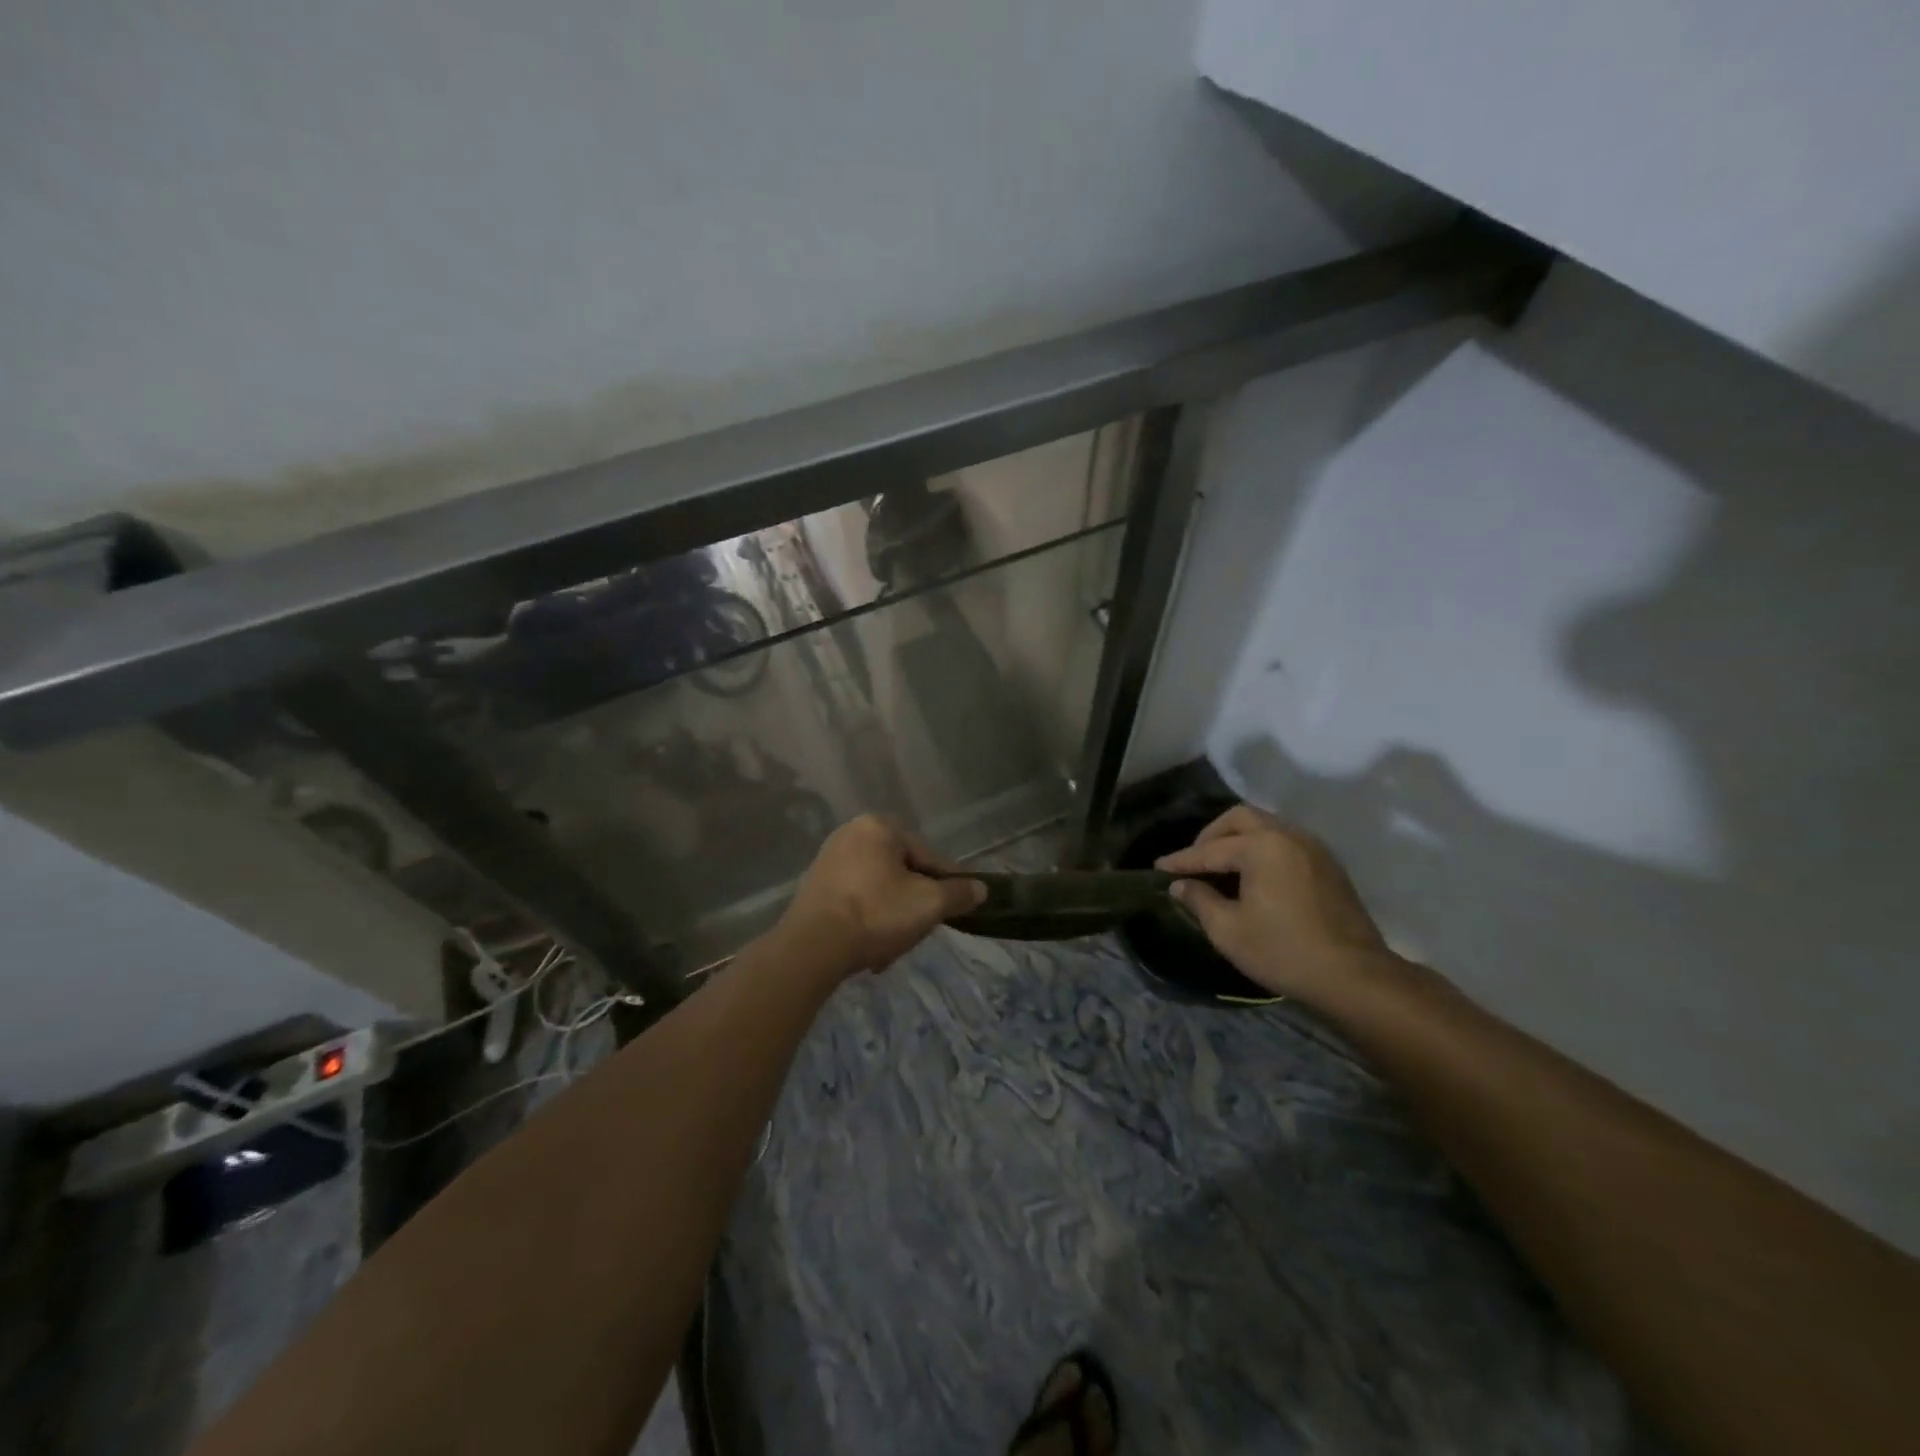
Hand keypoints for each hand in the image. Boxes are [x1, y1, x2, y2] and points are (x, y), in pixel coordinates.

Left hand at [781, 816, 985, 974]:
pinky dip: (867, 918)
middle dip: (914, 902)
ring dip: (892, 914)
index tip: (960, 906)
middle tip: (922, 929)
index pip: (928, 855)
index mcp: (879, 826)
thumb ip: (959, 893)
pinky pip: (855, 899)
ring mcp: (828, 859)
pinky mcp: (814, 886)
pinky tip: (871, 946)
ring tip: (896, 945)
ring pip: (878, 888)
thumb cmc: (876, 914)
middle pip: (902, 871)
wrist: (812, 947)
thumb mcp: (929, 904)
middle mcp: (851, 833)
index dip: (948, 883)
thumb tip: (980, 889)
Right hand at [1155, 805, 1390, 1002]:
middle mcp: (1288, 836)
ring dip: (1239, 839)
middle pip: (1240, 819)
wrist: (1355, 977)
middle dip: (1212, 835)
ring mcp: (1313, 848)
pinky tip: (1255, 876)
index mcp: (1261, 847)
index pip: (1210, 849)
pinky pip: (1286, 842)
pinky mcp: (1328, 866)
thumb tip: (1181, 885)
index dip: (1181, 860)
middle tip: (1195, 861)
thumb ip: (1200, 900)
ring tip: (1222, 867)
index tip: (1159, 869)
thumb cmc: (1283, 951)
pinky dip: (1263, 849)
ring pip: (1267, 826)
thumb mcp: (1229, 930)